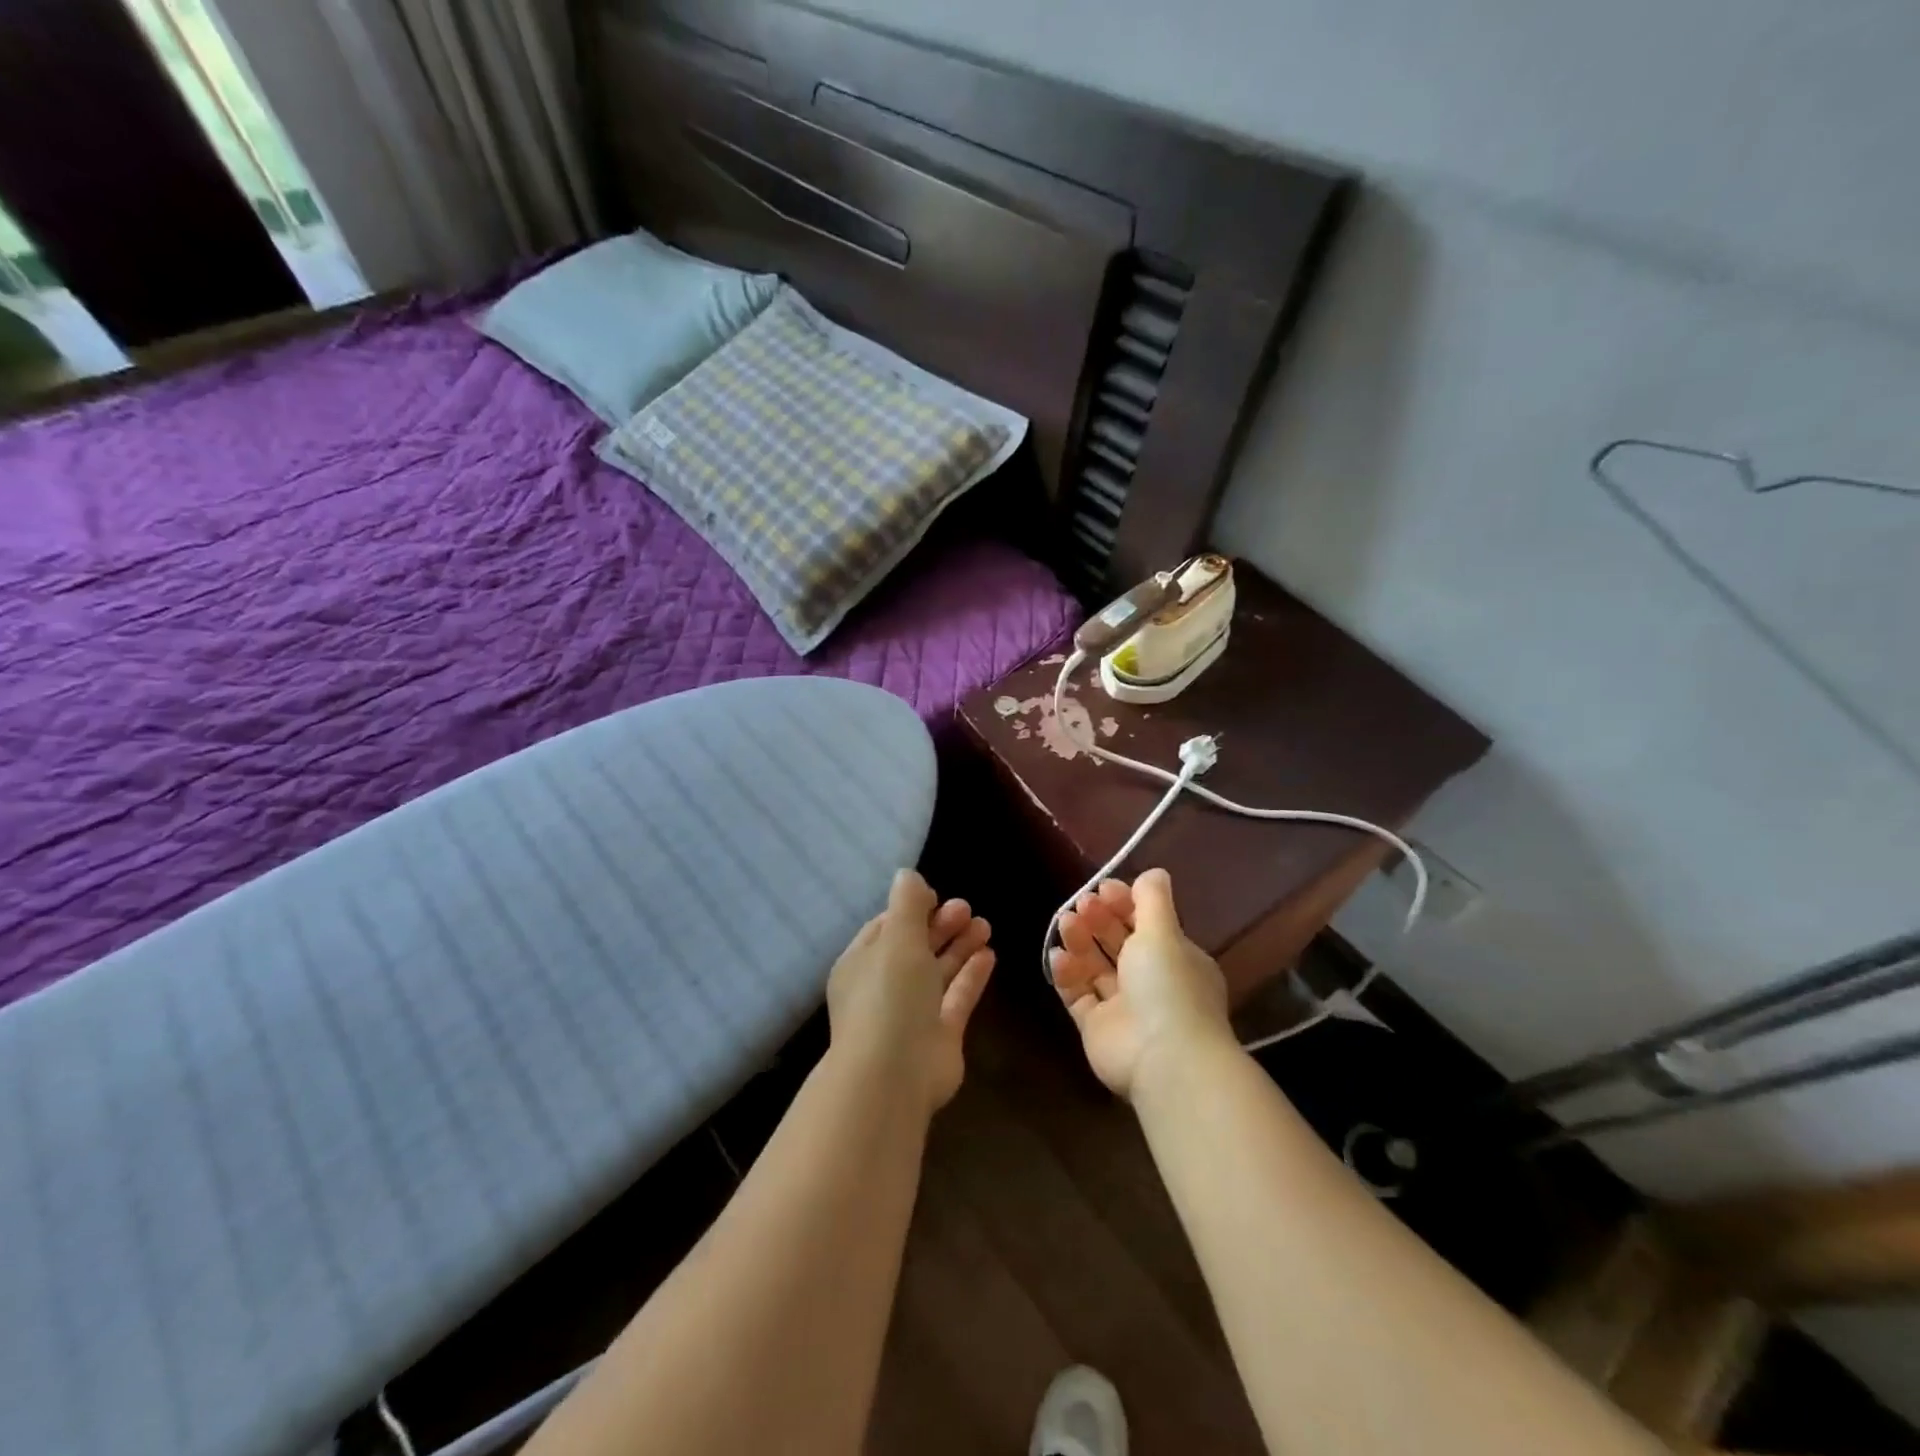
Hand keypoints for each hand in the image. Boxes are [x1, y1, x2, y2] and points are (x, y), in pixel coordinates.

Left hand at [826, 869, 995, 1110]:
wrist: (894, 1073)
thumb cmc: (888, 994)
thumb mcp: (897, 937)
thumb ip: (907, 904)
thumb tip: (908, 875)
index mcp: (861, 964)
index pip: (885, 928)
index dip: (911, 910)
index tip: (937, 895)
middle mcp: (884, 987)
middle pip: (915, 948)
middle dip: (941, 926)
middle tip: (967, 908)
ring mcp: (912, 1013)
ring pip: (938, 971)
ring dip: (960, 946)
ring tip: (985, 924)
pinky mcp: (940, 1035)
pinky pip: (957, 997)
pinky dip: (972, 975)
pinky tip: (990, 954)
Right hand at [1049, 868, 1236, 1098]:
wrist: (1163, 1058)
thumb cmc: (1168, 986)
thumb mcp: (1163, 932)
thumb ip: (1153, 900)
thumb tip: (1153, 872)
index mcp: (1176, 960)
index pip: (1146, 924)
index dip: (1124, 903)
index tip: (1102, 888)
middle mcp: (1151, 982)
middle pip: (1119, 943)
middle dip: (1099, 920)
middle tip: (1080, 905)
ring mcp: (1123, 1007)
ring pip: (1095, 967)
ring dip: (1080, 942)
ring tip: (1065, 924)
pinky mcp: (1097, 1028)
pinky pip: (1078, 995)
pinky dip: (1067, 974)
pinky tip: (1057, 957)